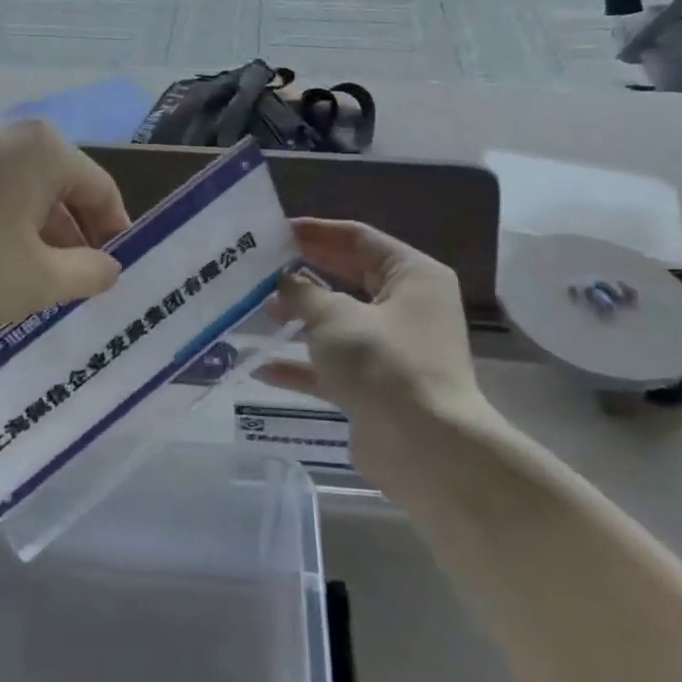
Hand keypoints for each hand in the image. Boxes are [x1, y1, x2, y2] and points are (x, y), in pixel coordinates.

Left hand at [0, 120, 130, 339]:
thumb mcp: (35, 281)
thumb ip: (87, 274)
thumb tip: (109, 266)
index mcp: (44, 151)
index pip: (102, 193)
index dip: (113, 239)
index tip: (109, 283)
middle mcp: (6, 139)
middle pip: (55, 201)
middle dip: (63, 254)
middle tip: (64, 301)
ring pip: (12, 211)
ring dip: (22, 258)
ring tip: (15, 310)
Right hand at [258, 219, 493, 483]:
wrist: (425, 449)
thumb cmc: (383, 363)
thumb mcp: (335, 317)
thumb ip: (301, 293)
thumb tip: (281, 281)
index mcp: (412, 276)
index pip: (358, 238)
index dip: (315, 232)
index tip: (273, 232)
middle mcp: (407, 307)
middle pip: (347, 278)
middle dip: (303, 275)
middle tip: (258, 269)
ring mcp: (392, 350)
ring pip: (337, 324)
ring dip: (298, 319)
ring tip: (256, 312)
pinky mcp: (376, 387)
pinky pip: (333, 366)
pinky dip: (302, 365)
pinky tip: (263, 367)